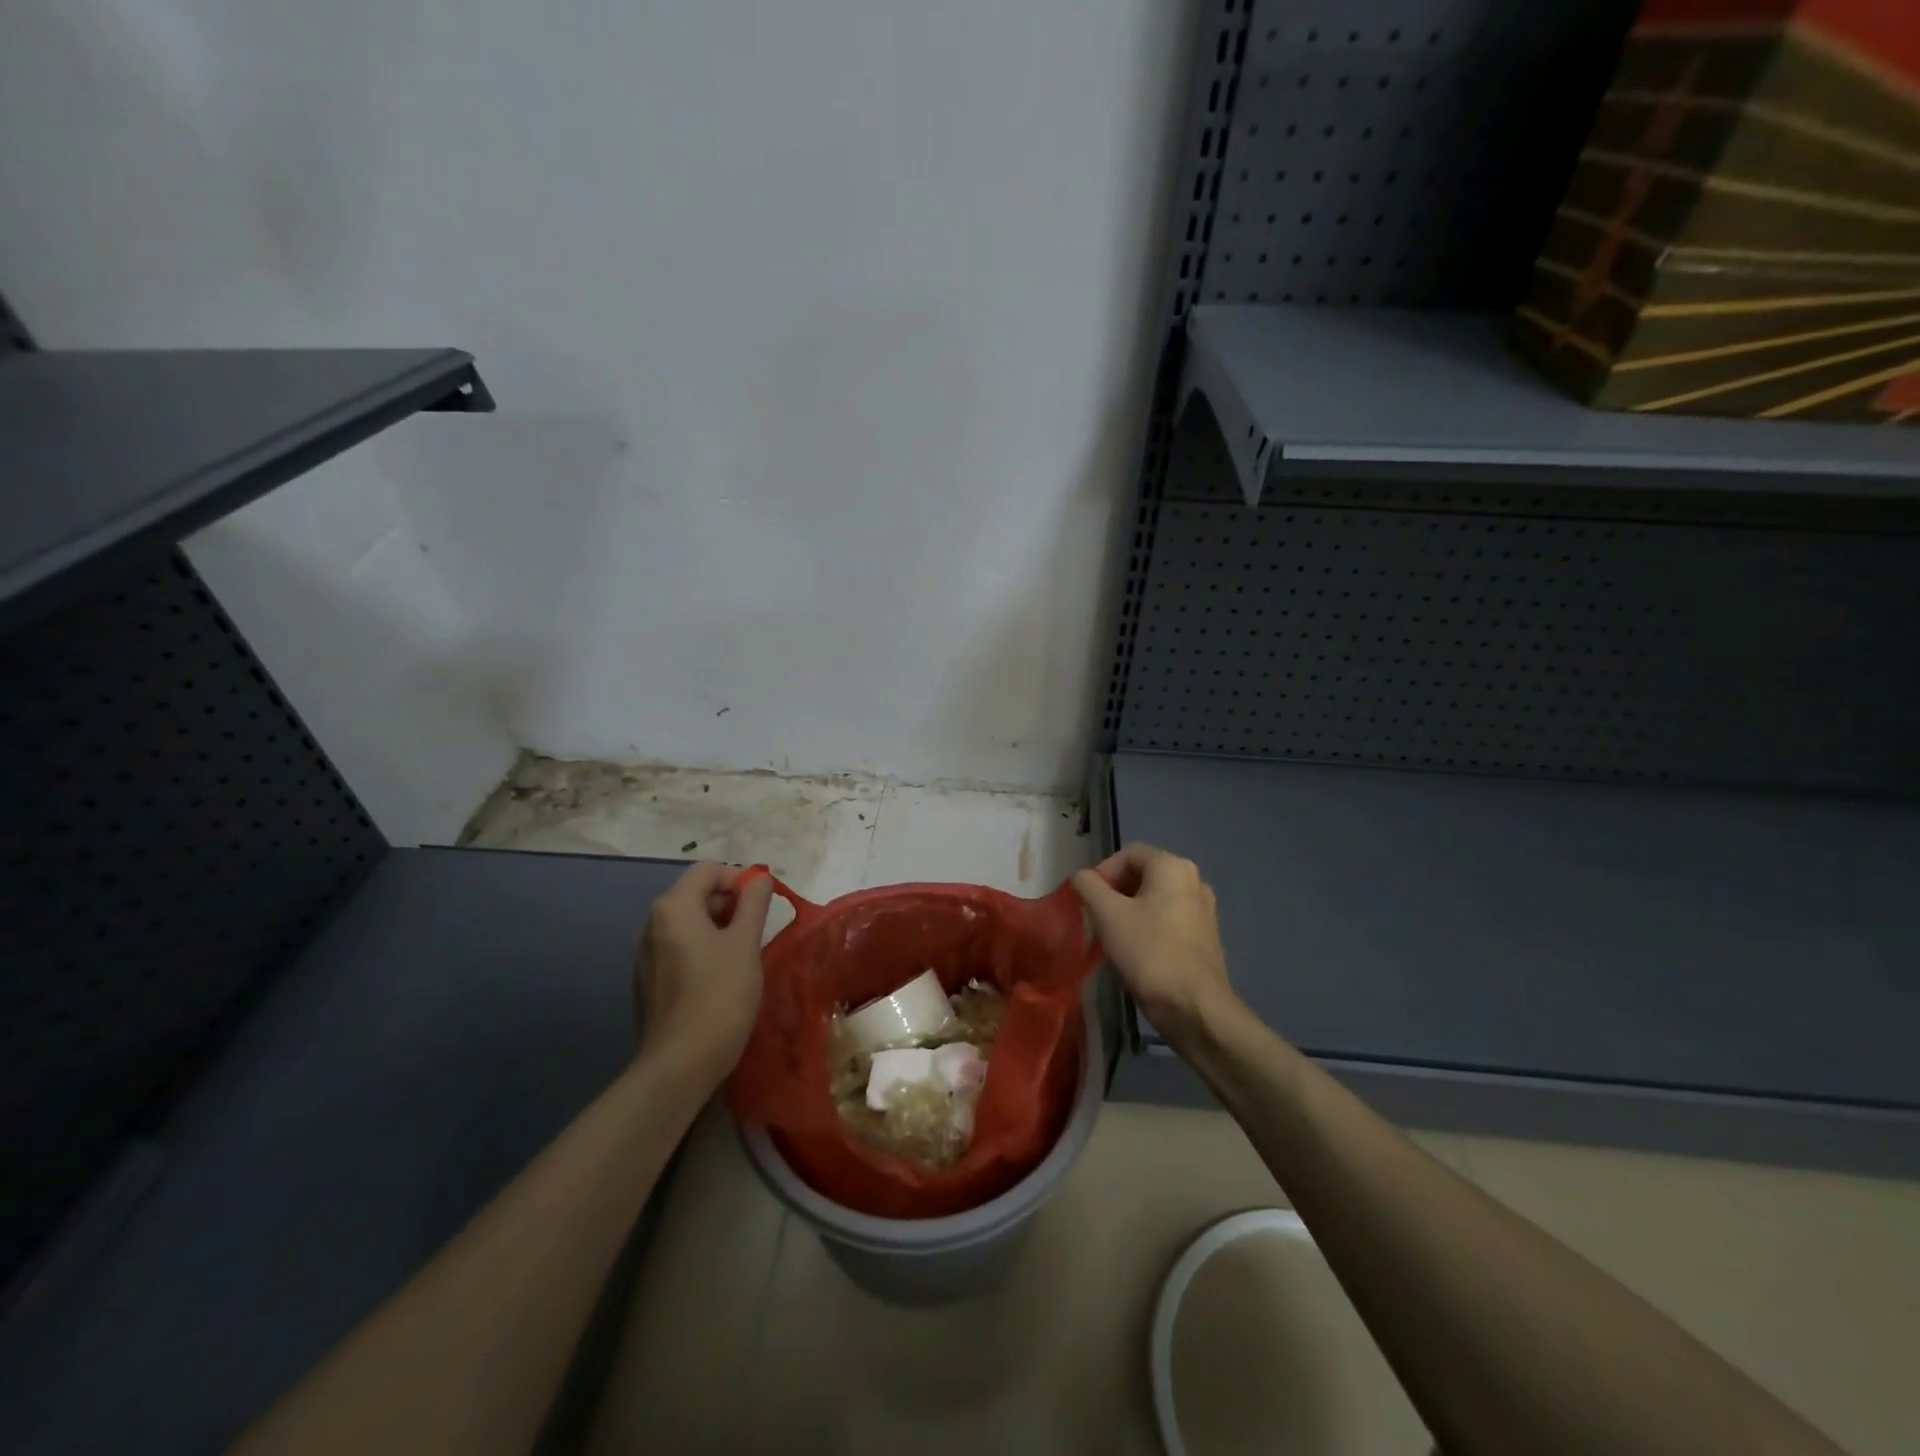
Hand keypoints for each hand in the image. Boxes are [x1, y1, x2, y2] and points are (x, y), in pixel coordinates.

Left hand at [636, 863, 774, 1081]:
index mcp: (673, 908)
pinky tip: (723, 974)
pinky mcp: (649, 981)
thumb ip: (753, 904)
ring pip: (687, 923)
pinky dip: (703, 948)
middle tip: (758, 925)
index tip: (764, 900)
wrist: (680, 1064)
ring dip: (718, 926)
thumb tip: (760, 879)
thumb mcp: (745, 943)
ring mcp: (646, 955)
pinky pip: (679, 948)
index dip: (738, 877)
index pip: (707, 871)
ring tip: (745, 949)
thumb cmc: (719, 995)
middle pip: (694, 894)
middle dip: (729, 902)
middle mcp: (652, 924)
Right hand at [1073, 843, 1235, 1045]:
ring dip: (1130, 910)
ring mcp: (1204, 909)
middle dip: (1115, 891)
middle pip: (1144, 874)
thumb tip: (1082, 877)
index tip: (1088, 899)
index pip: (1129, 854)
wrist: (1194, 1006)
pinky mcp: (1206, 936)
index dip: (1103, 871)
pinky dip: (1149, 926)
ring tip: (1113, 936)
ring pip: (1156, 899)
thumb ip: (1089, 887)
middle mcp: (1194, 880)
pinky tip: (1136, 951)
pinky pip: (1170, 919)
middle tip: (1097, 917)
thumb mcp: (1107, 915)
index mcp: (1173, 866)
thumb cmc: (1148, 951)